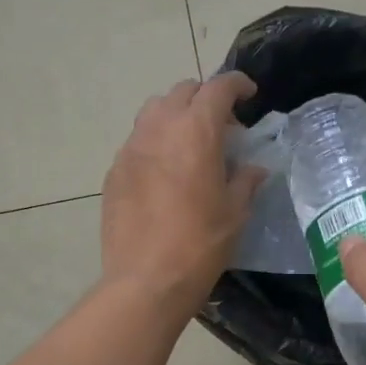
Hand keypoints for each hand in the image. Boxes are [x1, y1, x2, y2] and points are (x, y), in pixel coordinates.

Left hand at [101, 73, 265, 313]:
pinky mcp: (114, 171)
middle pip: (182, 92)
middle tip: (221, 126)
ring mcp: (131, 148)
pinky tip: (164, 173)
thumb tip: (252, 168)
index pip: (218, 87)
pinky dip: (155, 144)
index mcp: (196, 131)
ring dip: (175, 116)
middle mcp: (160, 128)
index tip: (249, 95)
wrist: (146, 279)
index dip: (237, 85)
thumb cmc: (200, 244)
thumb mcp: (235, 212)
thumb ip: (245, 180)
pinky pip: (137, 142)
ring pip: (154, 111)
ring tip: (189, 144)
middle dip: (205, 98)